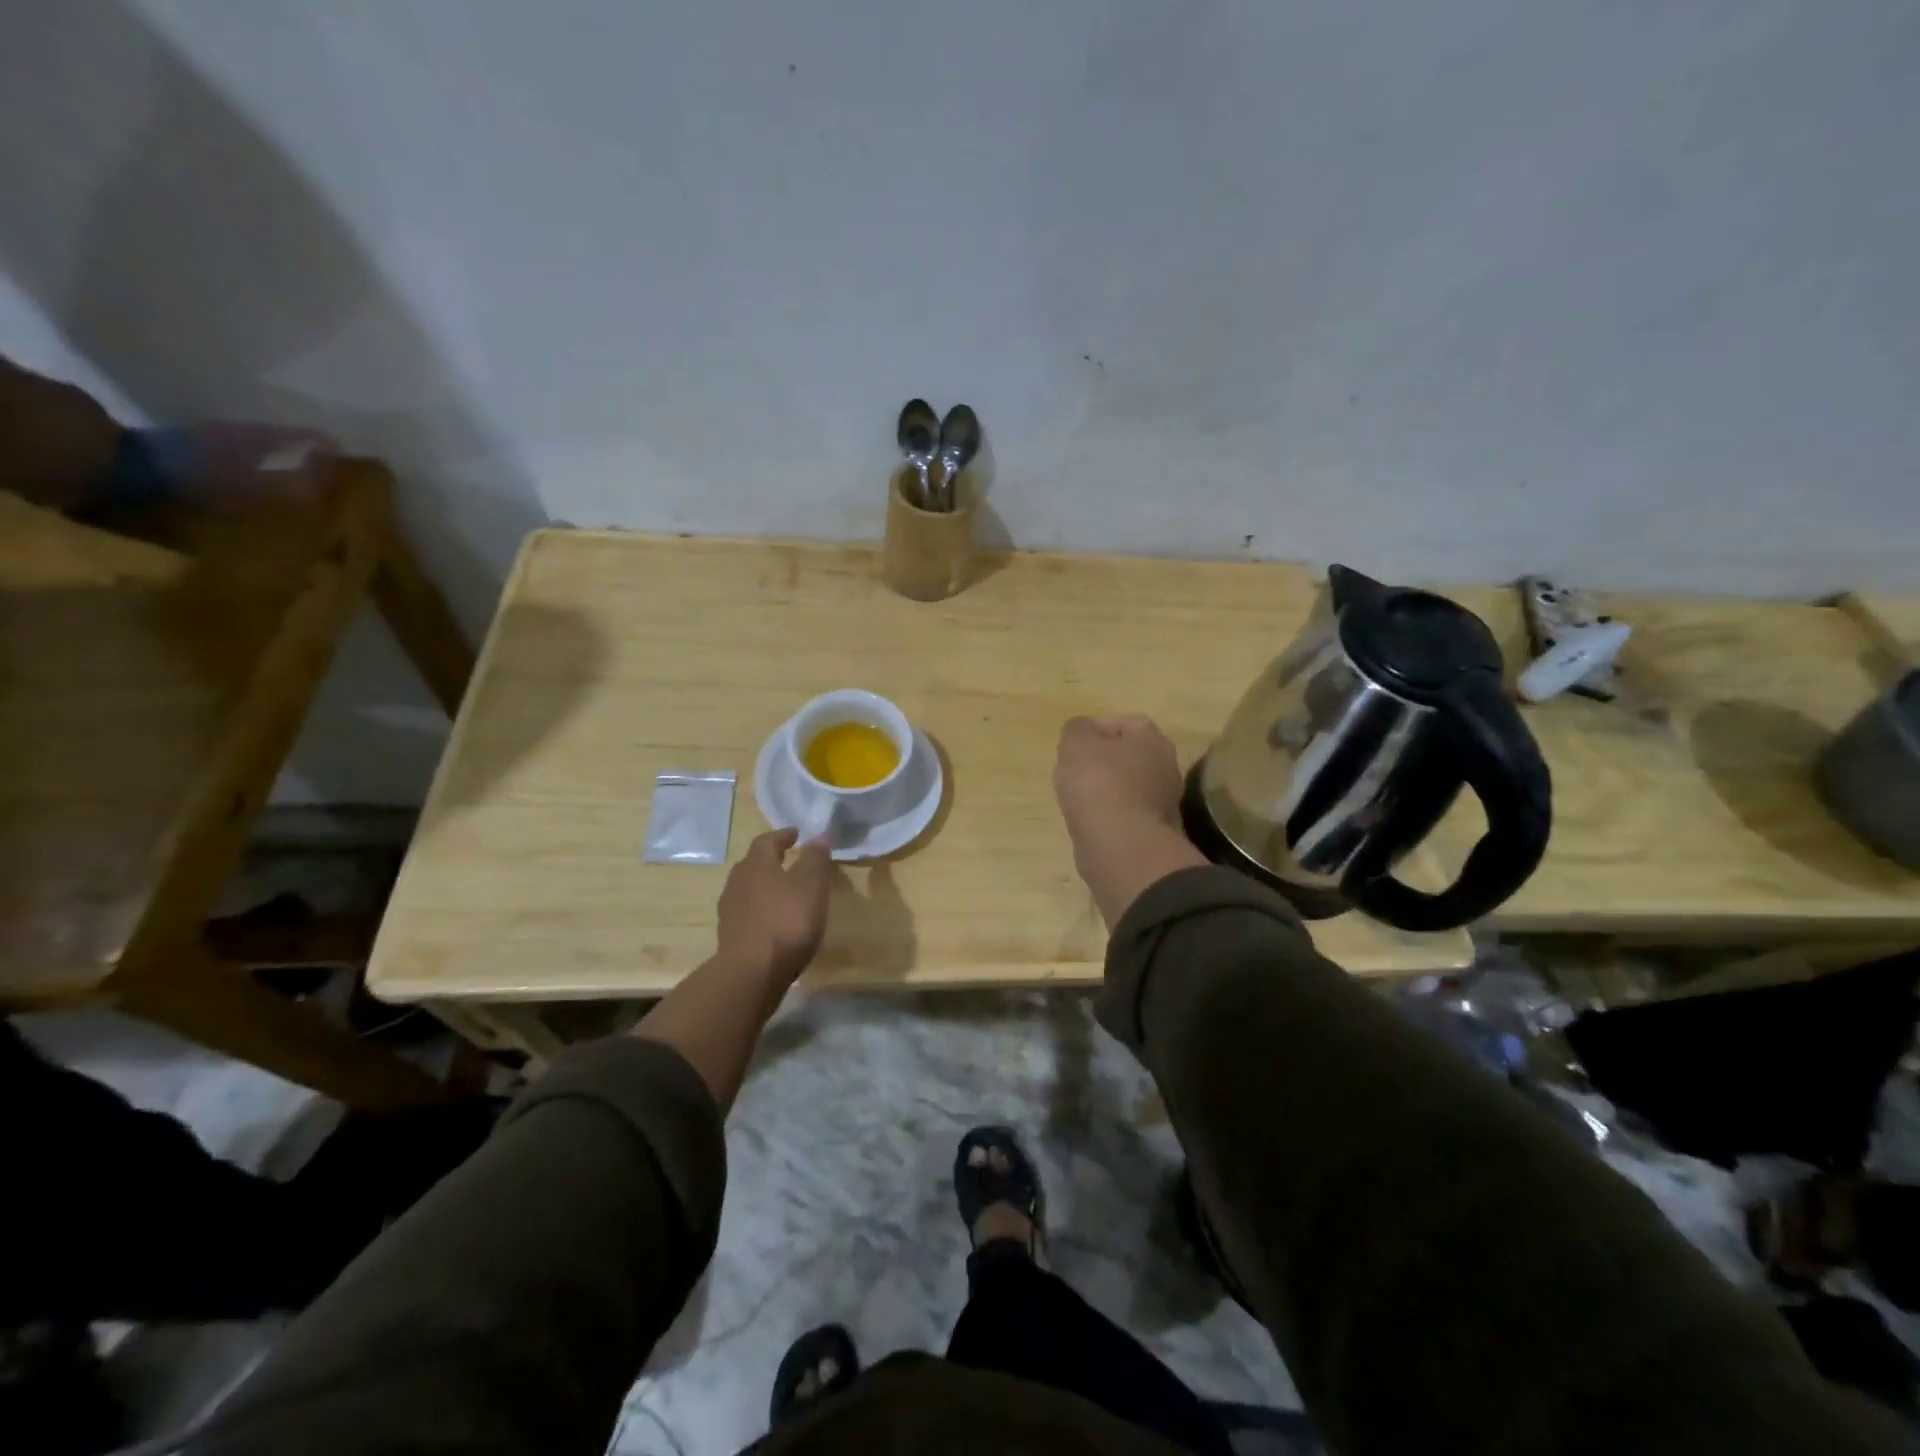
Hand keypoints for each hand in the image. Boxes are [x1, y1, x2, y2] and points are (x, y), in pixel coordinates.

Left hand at [714, 828, 831, 986]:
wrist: (752, 973)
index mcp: (756, 865)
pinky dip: (761, 910)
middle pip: (753, 864)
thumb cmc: (786, 921)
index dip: (782, 835)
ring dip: (765, 886)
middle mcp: (738, 883)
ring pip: (748, 889)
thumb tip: (818, 836)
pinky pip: (747, 913)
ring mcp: (730, 911)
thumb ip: (815, 859)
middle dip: (771, 860)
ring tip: (784, 892)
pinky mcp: (730, 937)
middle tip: (789, 859)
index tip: (796, 834)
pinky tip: (775, 921)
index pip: (766, 841)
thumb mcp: (811, 886)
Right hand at [1055, 715, 1203, 926]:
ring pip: (1129, 787)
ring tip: (1078, 799)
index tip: (1072, 744)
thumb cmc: (1099, 783)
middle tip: (1074, 770)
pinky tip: (1090, 822)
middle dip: (1102, 761)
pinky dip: (1110, 816)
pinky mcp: (1155, 832)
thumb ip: (1077, 730)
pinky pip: (1127, 815)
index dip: (1096, 729)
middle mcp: (1166, 766)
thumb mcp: (1077, 743)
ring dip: (1106, 790)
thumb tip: (1082, 733)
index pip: (1125, 723)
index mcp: (1152, 739)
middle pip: (1129, 756)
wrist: (1121, 846)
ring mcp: (1164, 802)